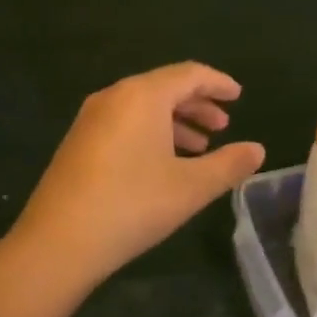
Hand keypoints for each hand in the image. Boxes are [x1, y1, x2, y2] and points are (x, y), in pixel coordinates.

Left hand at [10, 62, 264, 291]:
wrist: (58, 241)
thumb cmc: (132, 205)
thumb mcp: (191, 187)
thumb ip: (228, 165)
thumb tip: (258, 150)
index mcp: (143, 95)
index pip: (189, 74)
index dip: (218, 83)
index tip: (238, 95)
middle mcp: (114, 96)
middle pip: (164, 87)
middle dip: (197, 104)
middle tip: (223, 126)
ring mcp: (91, 118)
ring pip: (143, 107)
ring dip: (175, 122)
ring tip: (199, 148)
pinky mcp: (78, 141)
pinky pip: (124, 122)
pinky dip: (151, 133)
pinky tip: (163, 163)